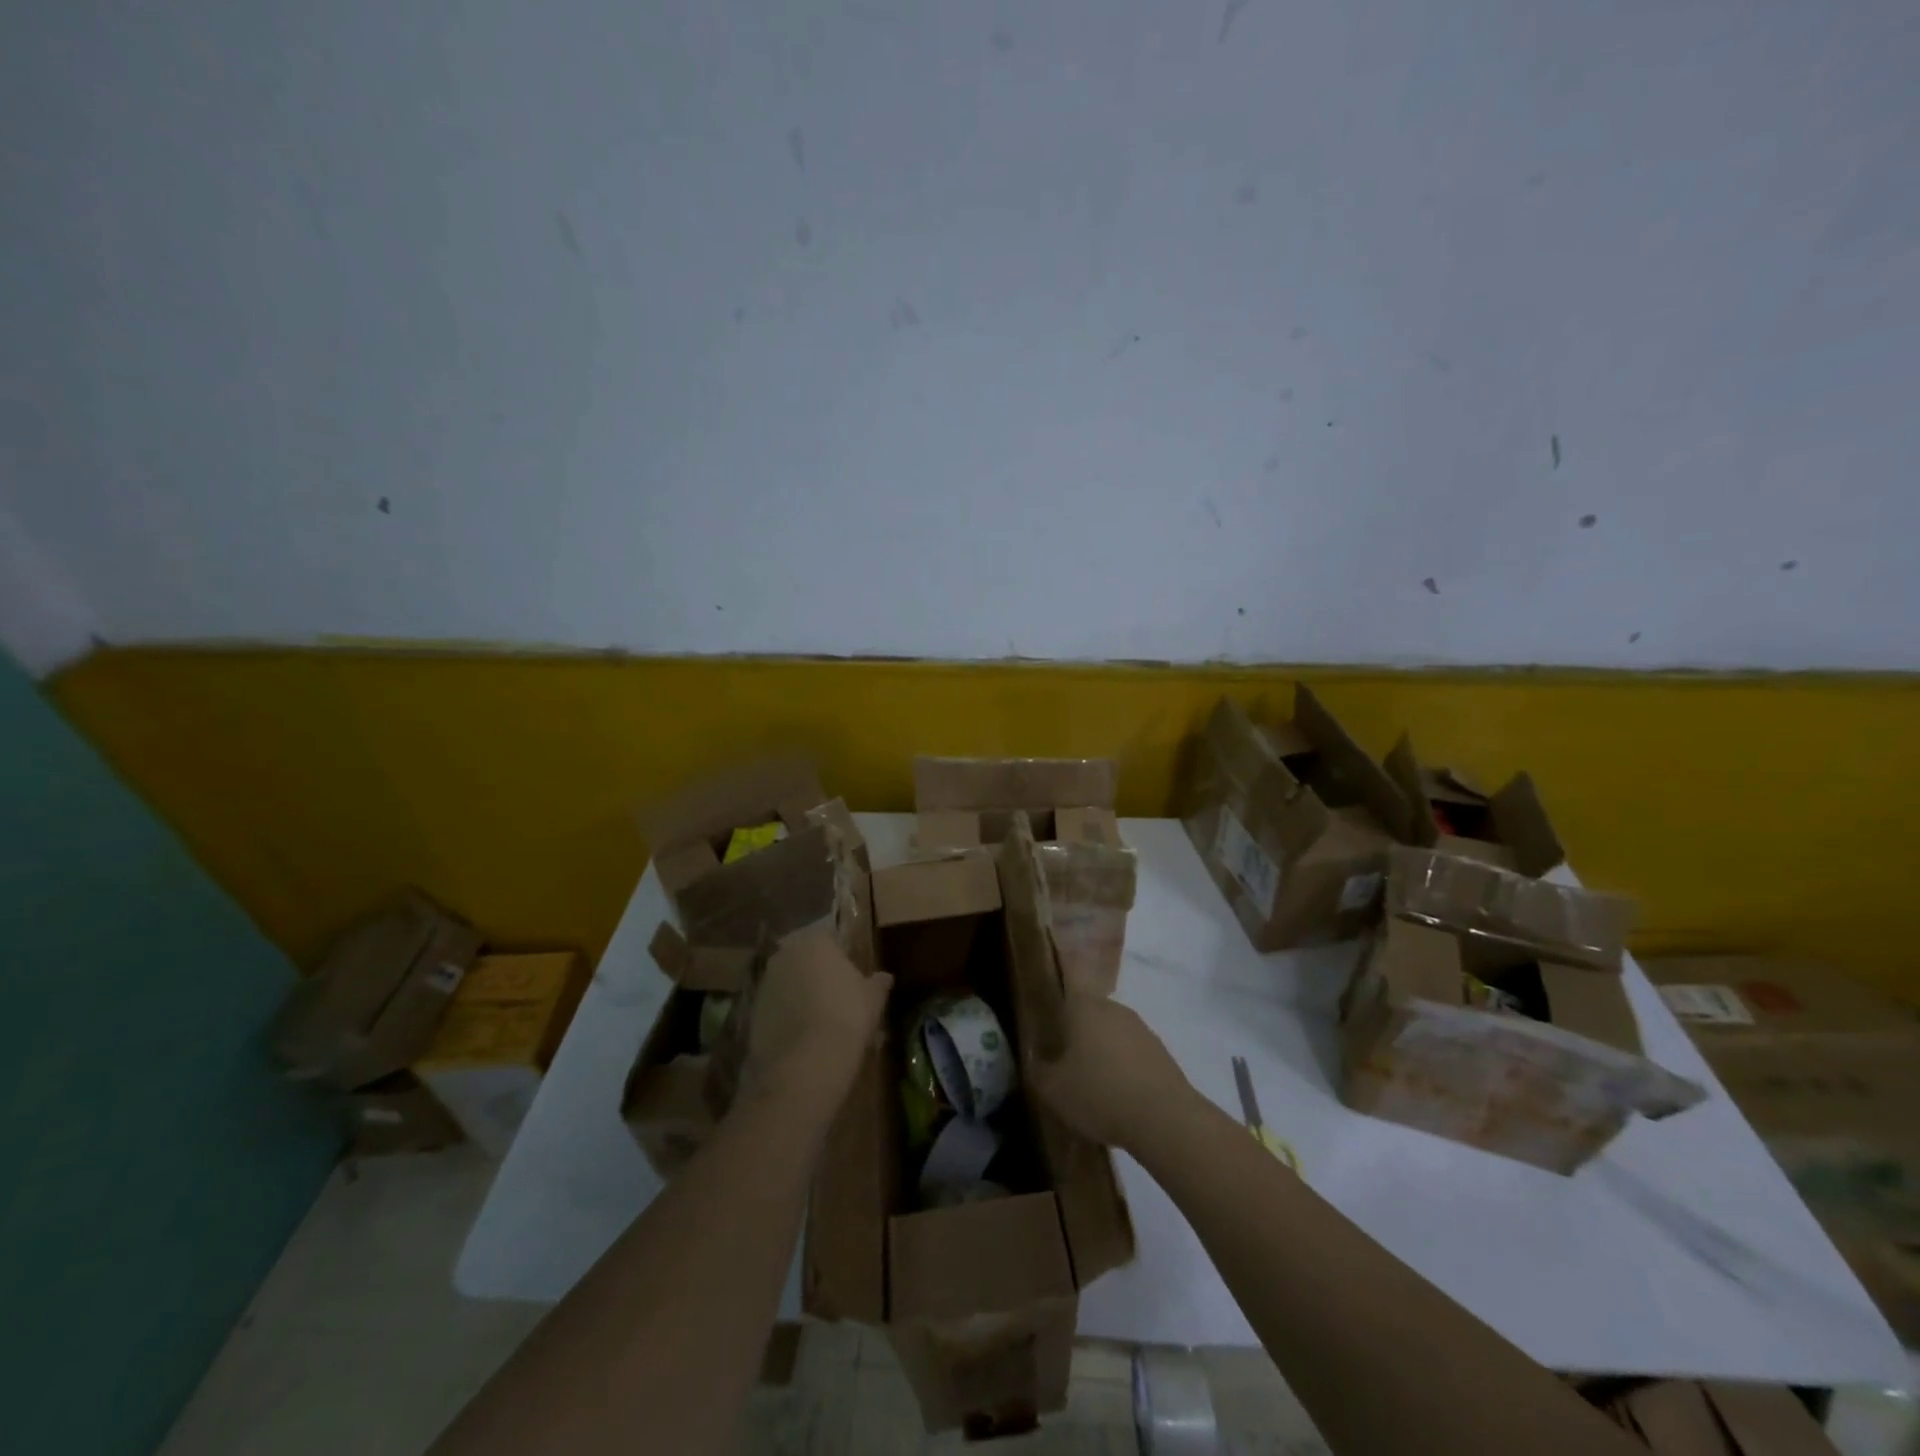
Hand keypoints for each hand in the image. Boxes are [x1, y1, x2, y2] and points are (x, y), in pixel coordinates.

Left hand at [741, 931, 891, 1110]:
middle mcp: (786, 954)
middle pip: (805, 959)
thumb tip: (885, 977)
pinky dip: (785, 1016)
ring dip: (799, 994)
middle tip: (836, 997)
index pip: (831, 939)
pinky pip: (775, 1007)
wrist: (805, 1062)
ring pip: (787, 982)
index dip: (842, 958)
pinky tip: (801, 1036)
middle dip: (817, 973)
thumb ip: (878, 983)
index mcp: (816, 942)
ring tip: (818, 1020)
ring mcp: (765, 982)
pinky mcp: (751, 1011)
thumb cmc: (847, 1017)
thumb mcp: (873, 999)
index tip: (852, 977)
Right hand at [1024, 990, 1191, 1152]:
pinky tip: (1119, 1097)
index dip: (1058, 990)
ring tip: (1092, 1085)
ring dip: (1102, 1052)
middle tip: (1064, 1060)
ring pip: (1112, 1034)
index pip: (1068, 981)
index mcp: (1084, 1007)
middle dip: (1077, 1032)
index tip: (1050, 1008)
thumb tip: (1034, 1058)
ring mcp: (1141, 1029)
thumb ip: (1038, 1070)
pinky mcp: (1161, 1053)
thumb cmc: (1099, 1093)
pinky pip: (1133, 1055)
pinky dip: (1124, 1069)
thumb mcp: (1054, 1090)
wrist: (1165, 1118)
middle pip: (1090, 1012)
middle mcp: (1114, 1009)